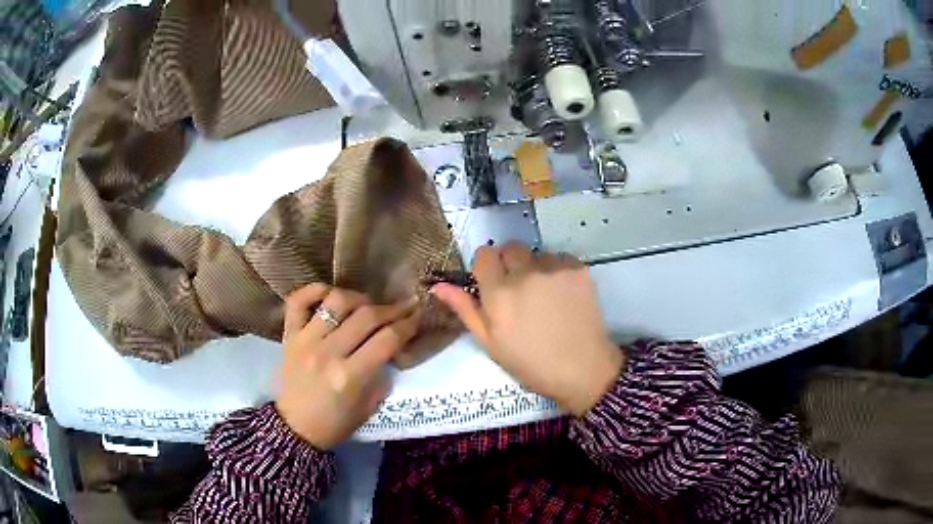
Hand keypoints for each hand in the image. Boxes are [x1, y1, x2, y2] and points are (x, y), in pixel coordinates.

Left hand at [275, 285, 420, 448]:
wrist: (295, 428)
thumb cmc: (335, 423)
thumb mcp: (368, 407)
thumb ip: (381, 376)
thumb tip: (392, 347)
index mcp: (350, 377)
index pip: (387, 340)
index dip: (408, 325)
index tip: (418, 317)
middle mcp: (328, 353)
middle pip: (367, 316)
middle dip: (392, 309)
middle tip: (403, 307)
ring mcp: (305, 341)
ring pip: (336, 301)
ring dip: (359, 298)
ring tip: (367, 305)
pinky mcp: (289, 335)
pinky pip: (298, 301)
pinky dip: (315, 290)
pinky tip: (330, 295)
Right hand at [431, 243, 624, 415]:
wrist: (583, 369)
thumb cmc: (531, 363)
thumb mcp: (491, 343)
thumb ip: (465, 309)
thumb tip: (438, 285)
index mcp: (499, 293)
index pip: (484, 255)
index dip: (486, 267)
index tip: (492, 283)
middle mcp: (525, 273)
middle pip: (510, 248)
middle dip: (509, 264)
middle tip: (519, 291)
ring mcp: (554, 268)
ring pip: (536, 253)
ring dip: (535, 267)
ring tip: (544, 297)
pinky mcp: (578, 268)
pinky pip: (559, 258)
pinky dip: (557, 271)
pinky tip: (563, 296)